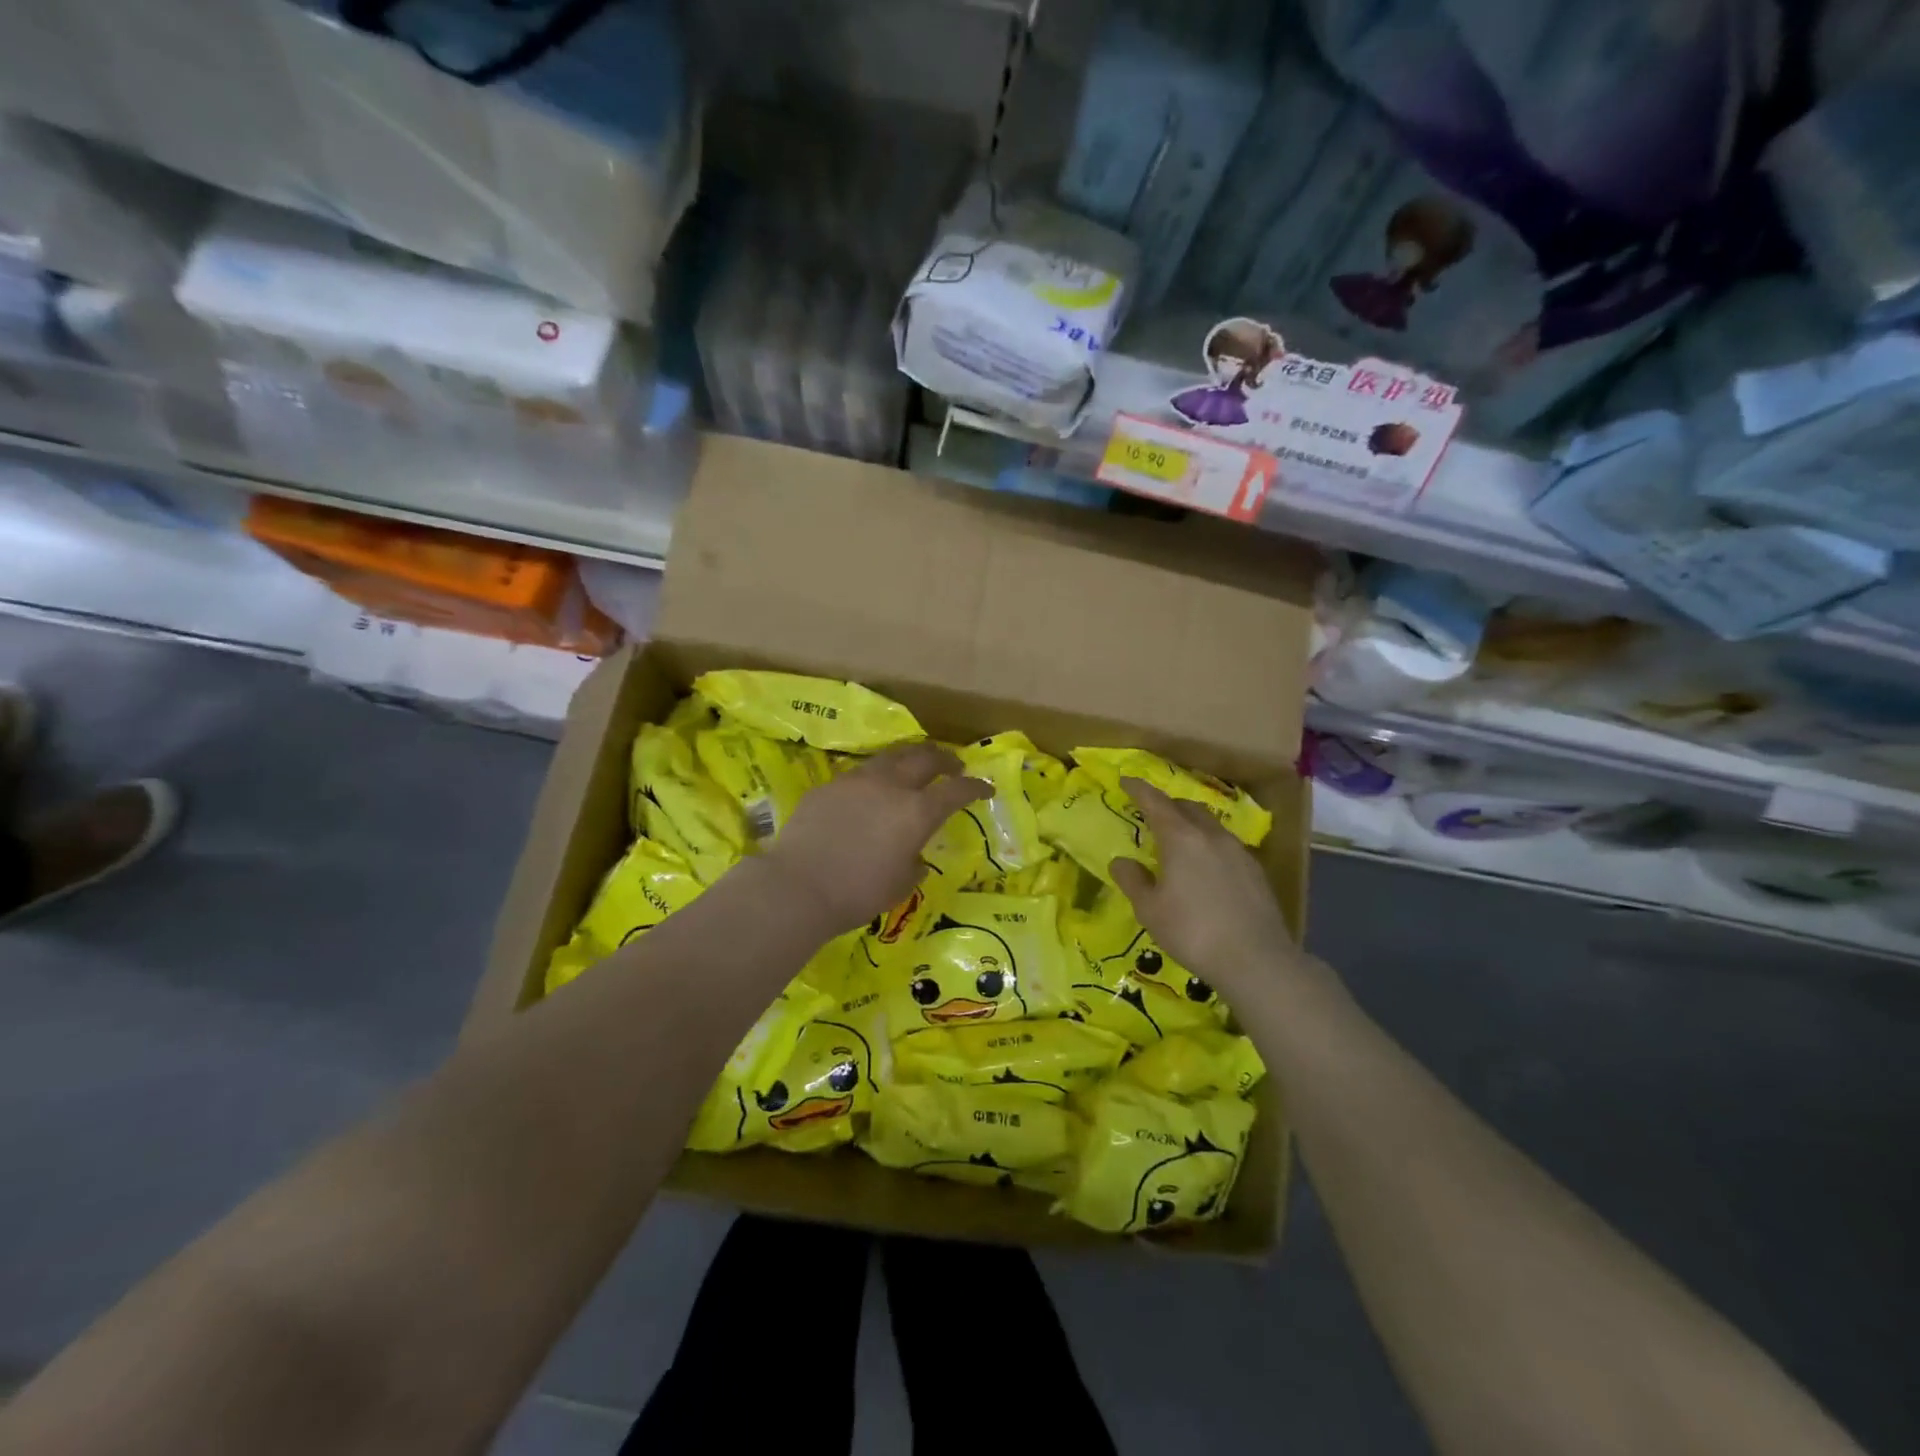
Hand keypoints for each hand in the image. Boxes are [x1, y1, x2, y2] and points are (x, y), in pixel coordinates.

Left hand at [762, 743, 990, 935]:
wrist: (798, 886)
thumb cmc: (858, 893)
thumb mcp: (900, 885)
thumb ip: (914, 864)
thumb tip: (915, 857)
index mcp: (916, 811)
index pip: (956, 790)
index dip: (975, 787)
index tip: (985, 788)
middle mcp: (890, 786)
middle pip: (924, 758)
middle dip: (944, 759)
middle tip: (952, 765)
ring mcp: (856, 781)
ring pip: (890, 757)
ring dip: (908, 759)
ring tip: (912, 766)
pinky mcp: (828, 787)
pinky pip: (858, 775)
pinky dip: (874, 779)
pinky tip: (868, 793)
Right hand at [1108, 777, 1295, 990]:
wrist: (1256, 960)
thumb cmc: (1193, 932)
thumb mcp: (1150, 910)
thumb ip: (1133, 880)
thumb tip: (1121, 861)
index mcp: (1181, 838)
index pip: (1156, 802)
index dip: (1139, 790)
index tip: (1126, 780)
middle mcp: (1211, 836)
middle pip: (1187, 808)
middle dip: (1167, 805)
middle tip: (1151, 814)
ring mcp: (1238, 851)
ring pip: (1210, 825)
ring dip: (1191, 824)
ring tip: (1179, 842)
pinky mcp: (1255, 871)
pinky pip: (1226, 846)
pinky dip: (1209, 845)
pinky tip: (1206, 868)